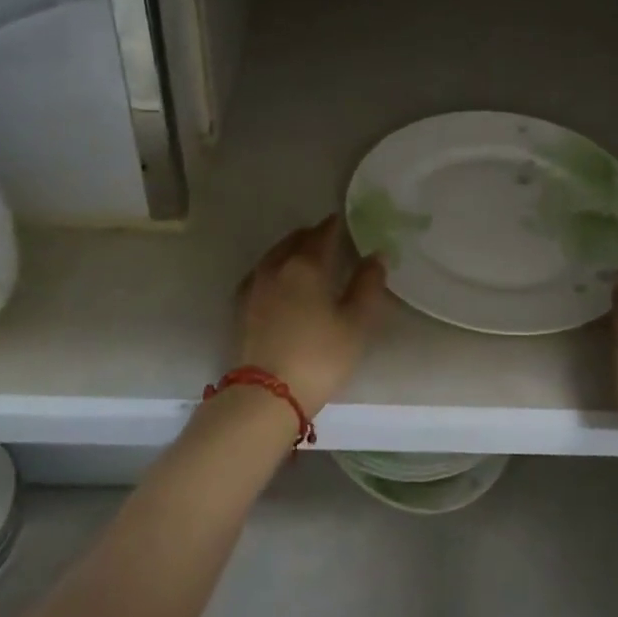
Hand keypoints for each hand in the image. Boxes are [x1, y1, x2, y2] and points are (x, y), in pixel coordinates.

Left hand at [235, 215, 388, 416]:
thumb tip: (376, 255)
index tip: (344, 221)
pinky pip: (260, 274)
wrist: (266, 395)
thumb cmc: (319, 356)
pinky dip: (274, 268)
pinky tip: (279, 281)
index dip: (334, 226)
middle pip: (294, 240)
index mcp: (306, 265)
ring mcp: (254, 287)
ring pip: (274, 255)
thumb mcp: (356, 323)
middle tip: (327, 238)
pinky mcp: (241, 308)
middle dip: (311, 235)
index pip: (322, 234)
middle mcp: (276, 267)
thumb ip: (368, 285)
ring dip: (290, 249)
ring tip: (304, 256)